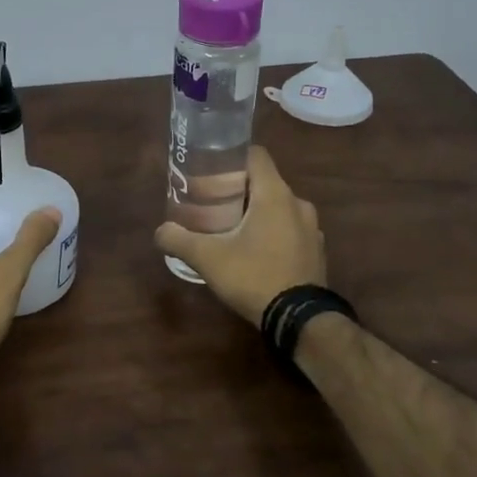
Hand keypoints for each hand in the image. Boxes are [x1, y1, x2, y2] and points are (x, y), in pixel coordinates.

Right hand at [155, 145, 324, 324]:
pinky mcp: (316, 251)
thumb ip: (179, 240)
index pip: (256, 155)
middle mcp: (298, 204)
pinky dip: (273, 233)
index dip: (233, 157)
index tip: (212, 170)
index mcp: (275, 195)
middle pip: (265, 183)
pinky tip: (255, 253)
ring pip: (279, 208)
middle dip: (239, 190)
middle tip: (212, 203)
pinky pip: (291, 230)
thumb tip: (159, 231)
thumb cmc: (254, 276)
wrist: (299, 320)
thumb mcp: (208, 258)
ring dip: (257, 213)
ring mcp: (312, 229)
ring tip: (231, 229)